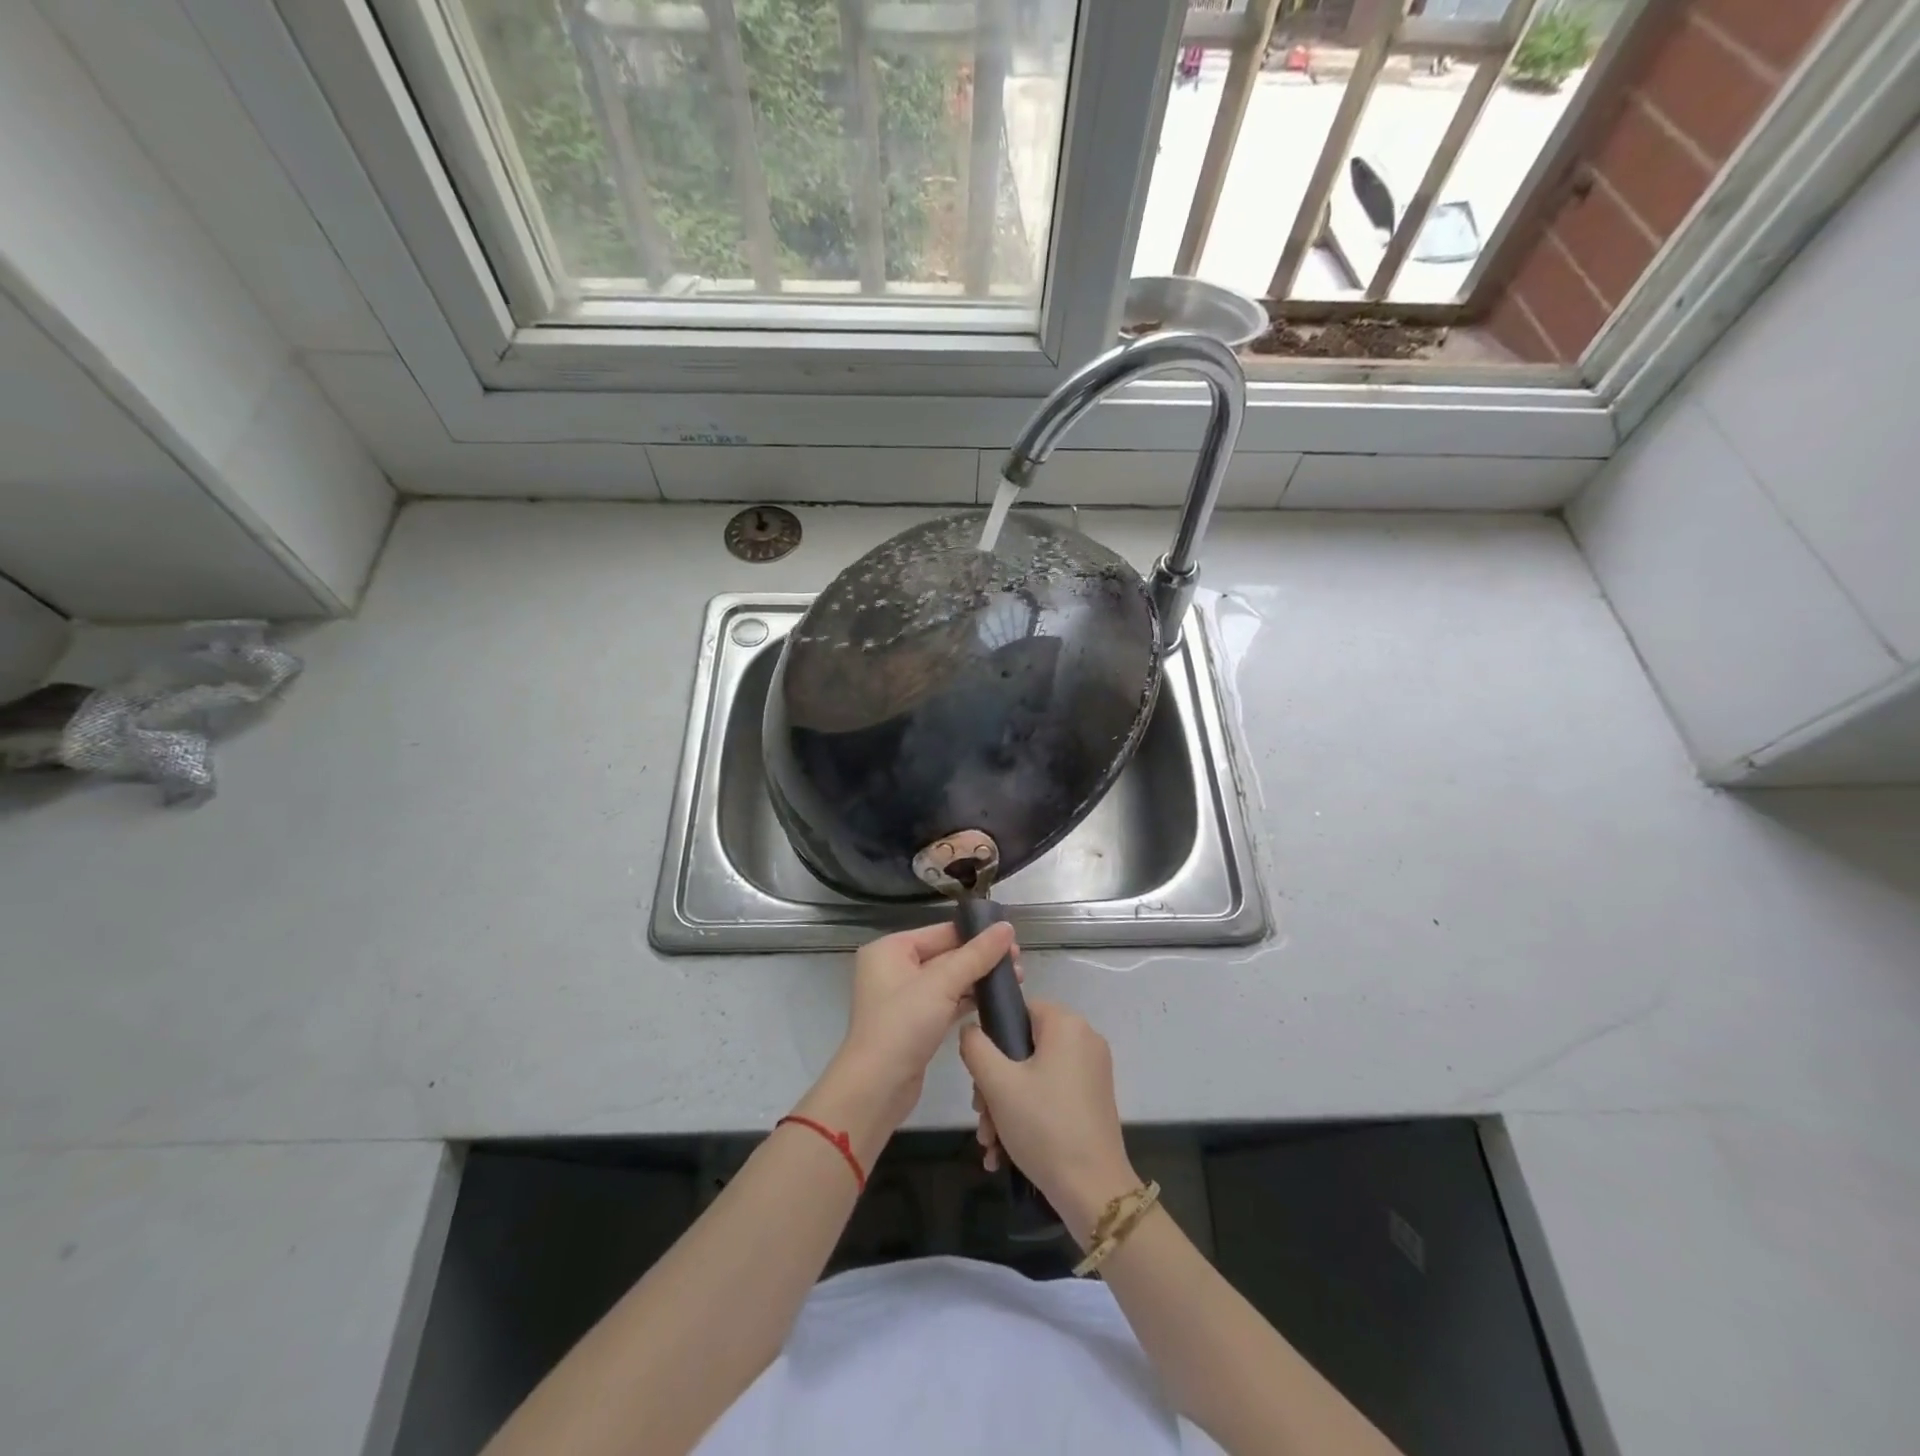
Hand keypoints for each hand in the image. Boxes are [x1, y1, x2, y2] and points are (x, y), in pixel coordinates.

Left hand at [816, 922, 1019, 1136]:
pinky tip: (995, 1001)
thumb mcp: (942, 984)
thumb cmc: (903, 1025)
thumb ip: (977, 955)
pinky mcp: (914, 1023)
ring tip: (1016, 980)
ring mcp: (903, 998)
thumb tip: (1007, 927)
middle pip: (946, 954)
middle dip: (981, 959)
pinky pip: (946, 1002)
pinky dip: (968, 1000)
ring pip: (948, 980)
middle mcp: (893, 968)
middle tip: (1019, 963)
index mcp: (890, 949)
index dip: (977, 934)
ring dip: (979, 980)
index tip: (1012, 939)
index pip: (941, 932)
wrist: (876, 1088)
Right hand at [960, 1000, 1138, 1243]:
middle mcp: (1084, 1040)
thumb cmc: (1044, 1126)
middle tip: (982, 1117)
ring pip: (1034, 1076)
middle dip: (994, 1085)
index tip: (979, 1076)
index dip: (993, 1038)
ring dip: (1006, 1106)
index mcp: (1067, 1024)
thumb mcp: (997, 1084)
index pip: (1019, 1010)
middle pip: (1024, 1048)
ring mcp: (1092, 1072)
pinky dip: (1028, 1115)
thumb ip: (975, 1046)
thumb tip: (971, 1029)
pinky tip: (1005, 1152)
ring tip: (990, 1143)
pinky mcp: (1094, 1100)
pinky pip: (1051, 1095)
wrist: (1093, 1191)